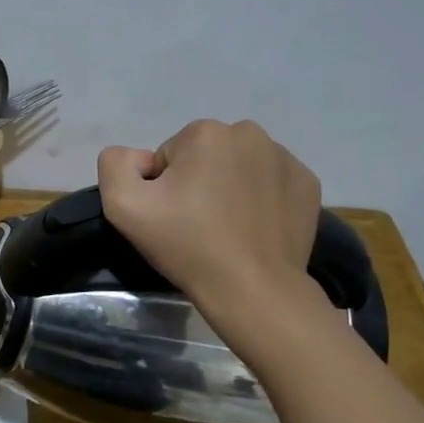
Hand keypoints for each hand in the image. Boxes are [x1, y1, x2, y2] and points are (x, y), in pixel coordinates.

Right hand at [97, 119, 322, 310]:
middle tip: (196, 224)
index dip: (163, 188)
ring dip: (228, 188)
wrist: (253, 290)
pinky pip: (270, 183)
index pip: (169, 156)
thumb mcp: (123, 206)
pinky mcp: (308, 184)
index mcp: (205, 133)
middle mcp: (250, 134)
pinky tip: (253, 228)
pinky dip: (260, 199)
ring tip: (227, 229)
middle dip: (197, 182)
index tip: (172, 218)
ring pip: (238, 167)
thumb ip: (116, 164)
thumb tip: (139, 159)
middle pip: (205, 156)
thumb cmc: (187, 245)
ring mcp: (285, 158)